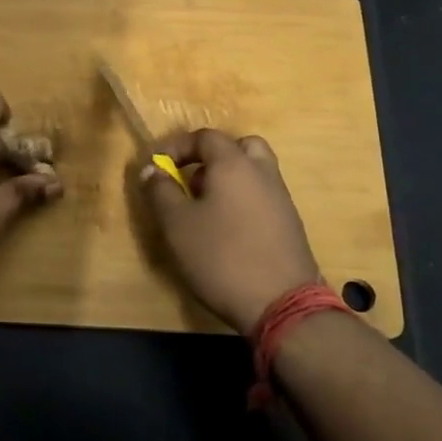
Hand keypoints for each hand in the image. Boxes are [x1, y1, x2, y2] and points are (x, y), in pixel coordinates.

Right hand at [138, 129, 320, 335]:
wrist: (281, 303)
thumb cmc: (221, 257)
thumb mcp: (176, 225)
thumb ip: (160, 191)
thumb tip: (151, 168)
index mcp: (234, 164)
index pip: (205, 137)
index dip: (177, 146)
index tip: (157, 167)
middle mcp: (262, 173)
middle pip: (239, 147)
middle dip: (211, 158)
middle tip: (191, 181)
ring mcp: (281, 199)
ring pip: (254, 173)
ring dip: (228, 180)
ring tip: (205, 210)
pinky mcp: (290, 224)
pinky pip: (262, 197)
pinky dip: (243, 201)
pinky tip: (227, 232)